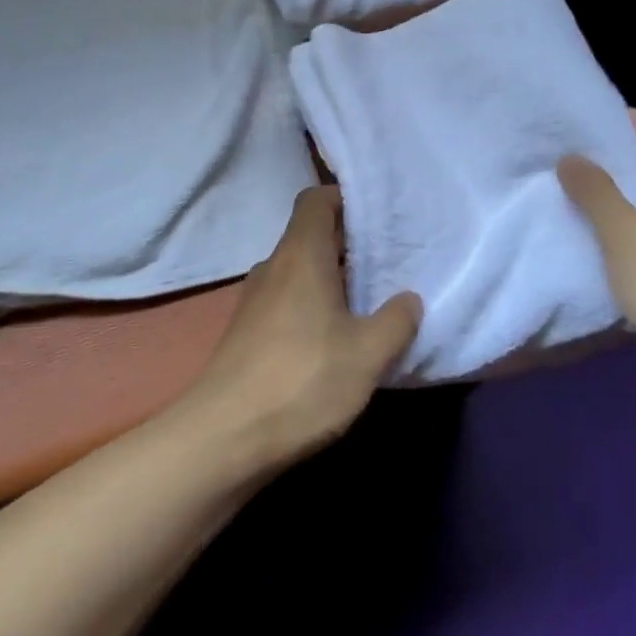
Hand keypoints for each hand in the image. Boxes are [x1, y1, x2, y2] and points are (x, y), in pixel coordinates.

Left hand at [181, 186, 420, 471]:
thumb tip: (409, 299)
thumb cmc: (303, 380)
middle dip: (348, 243)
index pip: (315, 200)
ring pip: (299, 271)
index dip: (344, 199)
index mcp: (300, 254)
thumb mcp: (367, 354)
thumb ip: (395, 321)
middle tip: (390, 260)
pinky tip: (336, 338)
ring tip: (370, 300)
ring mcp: (255, 300)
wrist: (225, 436)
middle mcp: (274, 266)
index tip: (378, 216)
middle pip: (310, 235)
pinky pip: (287, 300)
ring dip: (332, 279)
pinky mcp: (248, 332)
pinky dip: (313, 305)